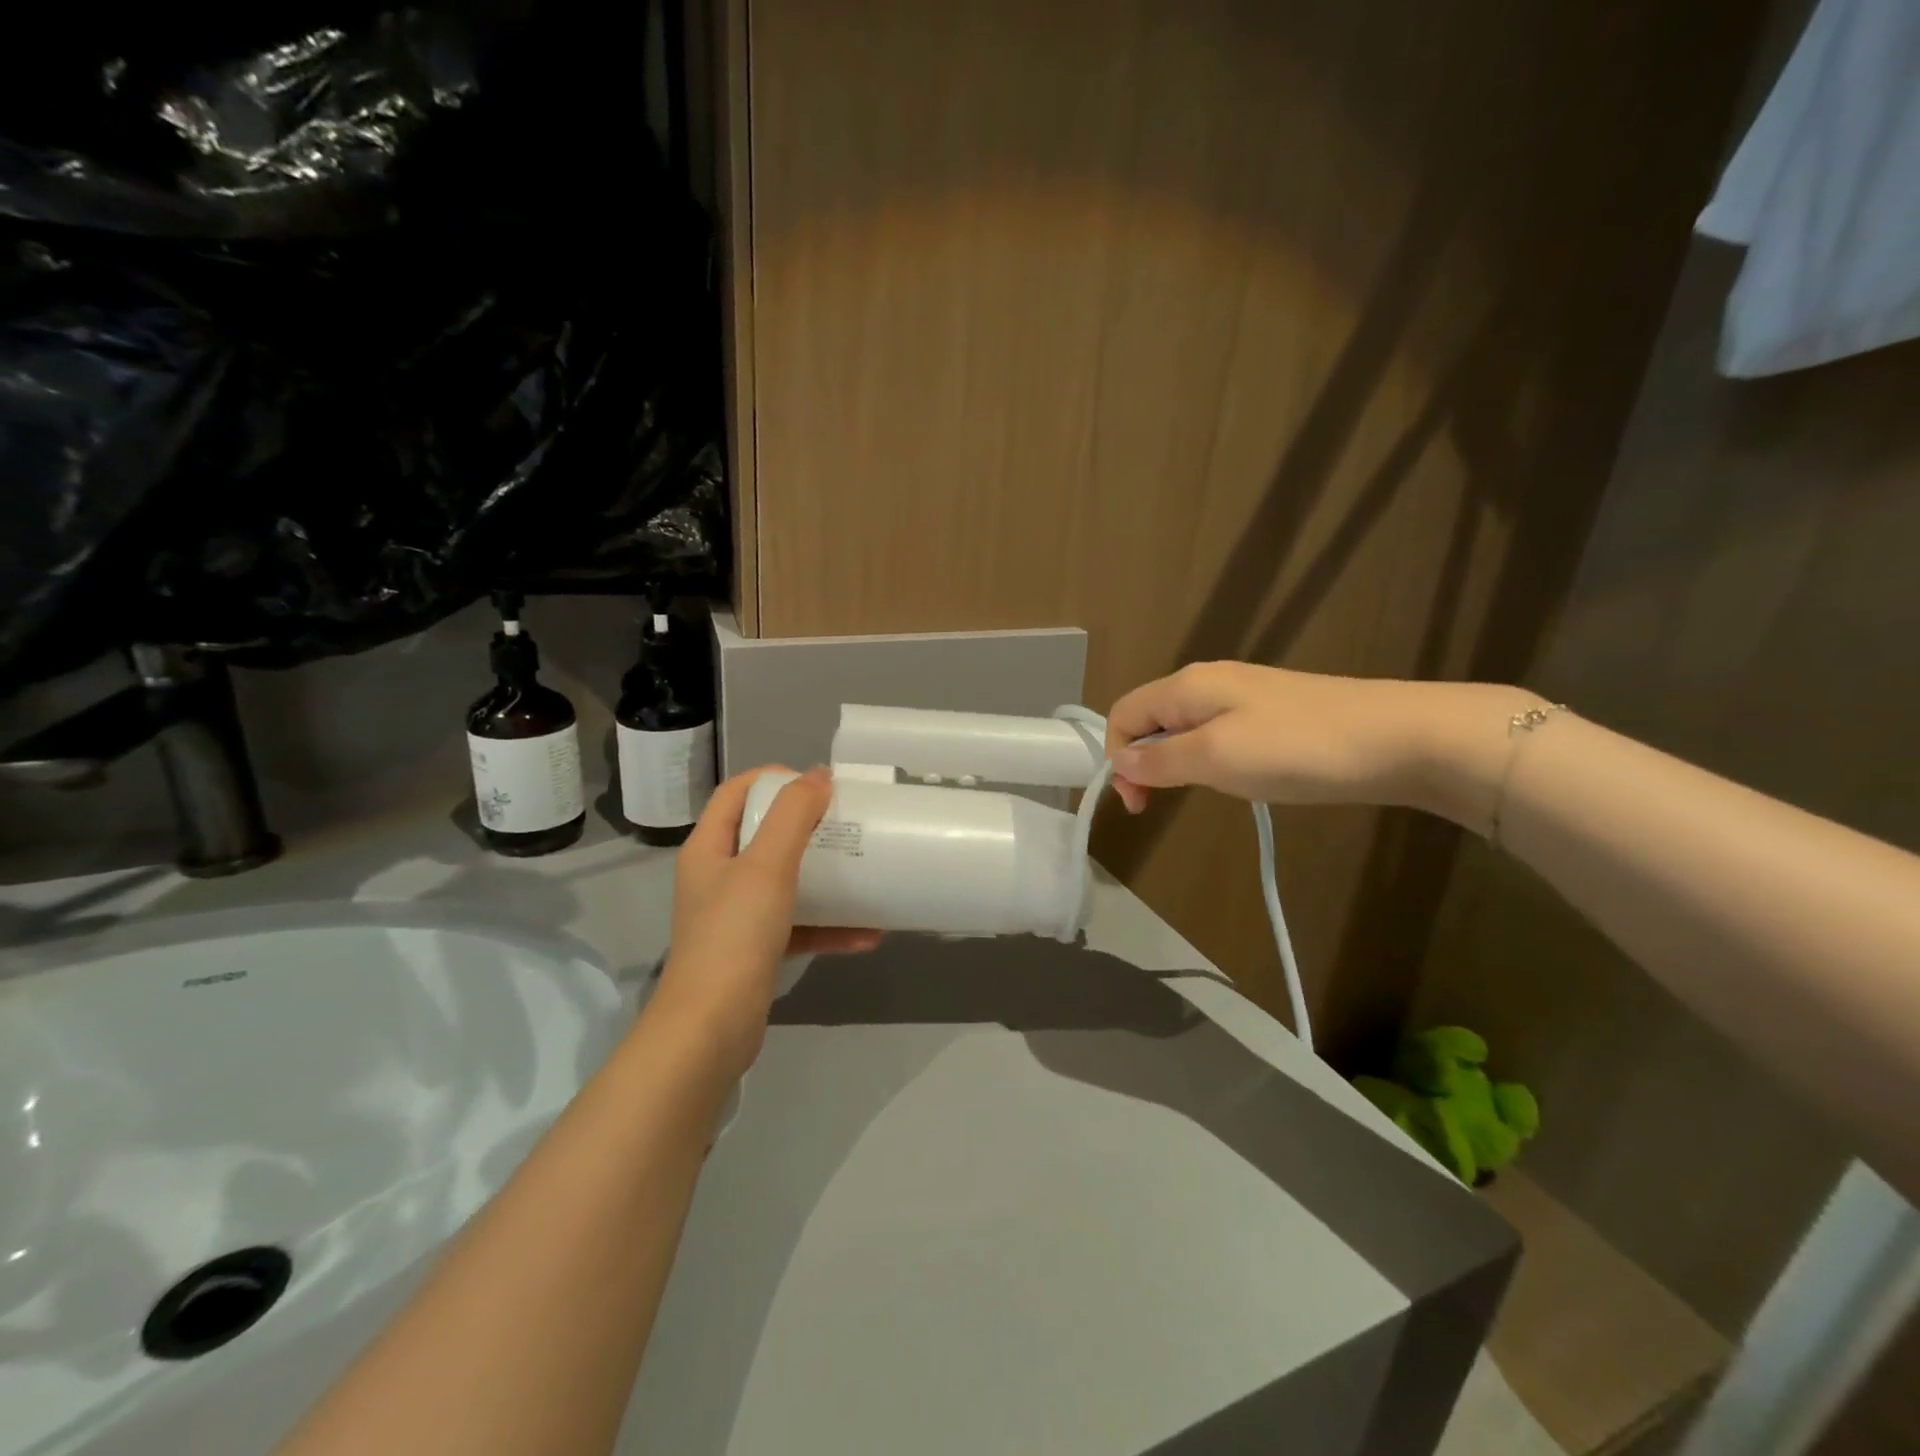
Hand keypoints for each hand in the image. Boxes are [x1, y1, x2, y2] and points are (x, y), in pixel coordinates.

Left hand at [650, 767, 880, 1077]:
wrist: (711, 1030)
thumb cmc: (735, 935)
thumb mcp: (766, 865)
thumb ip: (792, 815)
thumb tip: (818, 774)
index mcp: (709, 848)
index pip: (736, 792)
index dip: (775, 779)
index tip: (819, 784)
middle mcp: (718, 877)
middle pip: (763, 834)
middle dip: (807, 825)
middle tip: (848, 822)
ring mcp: (736, 917)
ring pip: (784, 881)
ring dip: (824, 876)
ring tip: (865, 870)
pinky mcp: (756, 951)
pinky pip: (798, 926)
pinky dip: (829, 926)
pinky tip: (869, 933)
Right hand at [1104, 662, 1542, 824]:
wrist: (1398, 738)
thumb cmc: (1296, 748)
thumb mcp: (1216, 758)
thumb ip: (1160, 760)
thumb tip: (1120, 760)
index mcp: (1187, 686)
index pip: (1123, 714)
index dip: (1116, 757)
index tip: (1138, 804)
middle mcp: (1208, 682)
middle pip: (1150, 719)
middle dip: (1142, 762)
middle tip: (1157, 806)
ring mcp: (1243, 695)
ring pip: (1184, 728)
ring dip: (1175, 763)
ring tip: (1201, 793)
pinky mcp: (1271, 713)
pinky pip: (1217, 734)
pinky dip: (1208, 759)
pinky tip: (1236, 779)